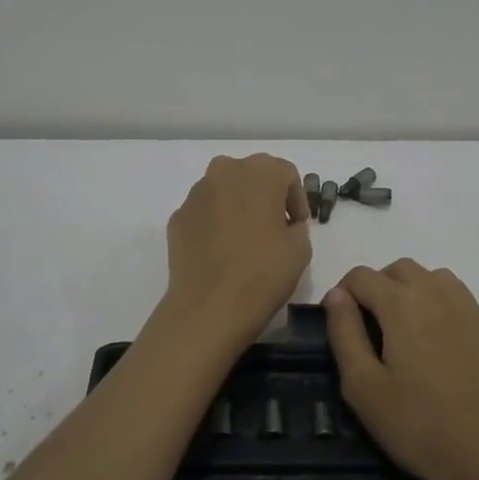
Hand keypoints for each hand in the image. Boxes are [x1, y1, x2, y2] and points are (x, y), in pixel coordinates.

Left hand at [164, 154, 311, 344]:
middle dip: (265, 195)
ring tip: (245, 239)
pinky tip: (221, 251)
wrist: (210, 306)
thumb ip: (297, 227)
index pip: (286, 174)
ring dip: (237, 206)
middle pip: (251, 175)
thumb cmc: (264, 272)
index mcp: (260, 172)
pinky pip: (204, 213)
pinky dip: (215, 223)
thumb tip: (285, 226)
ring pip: (224, 191)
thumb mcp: (301, 250)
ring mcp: (196, 194)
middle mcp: (225, 172)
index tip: (298, 224)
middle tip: (274, 226)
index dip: (296, 199)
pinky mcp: (177, 217)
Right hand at [324, 259, 478, 479]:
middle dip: (377, 287)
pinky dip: (441, 309)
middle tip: (369, 327)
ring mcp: (473, 310)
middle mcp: (439, 294)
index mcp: (402, 303)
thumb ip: (345, 334)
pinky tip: (441, 349)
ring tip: (405, 332)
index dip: (342, 292)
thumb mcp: (364, 388)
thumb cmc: (422, 426)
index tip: (338, 323)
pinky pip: (460, 302)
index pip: (362, 275)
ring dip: (413, 292)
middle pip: (400, 269)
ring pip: (434, 278)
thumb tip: (336, 295)